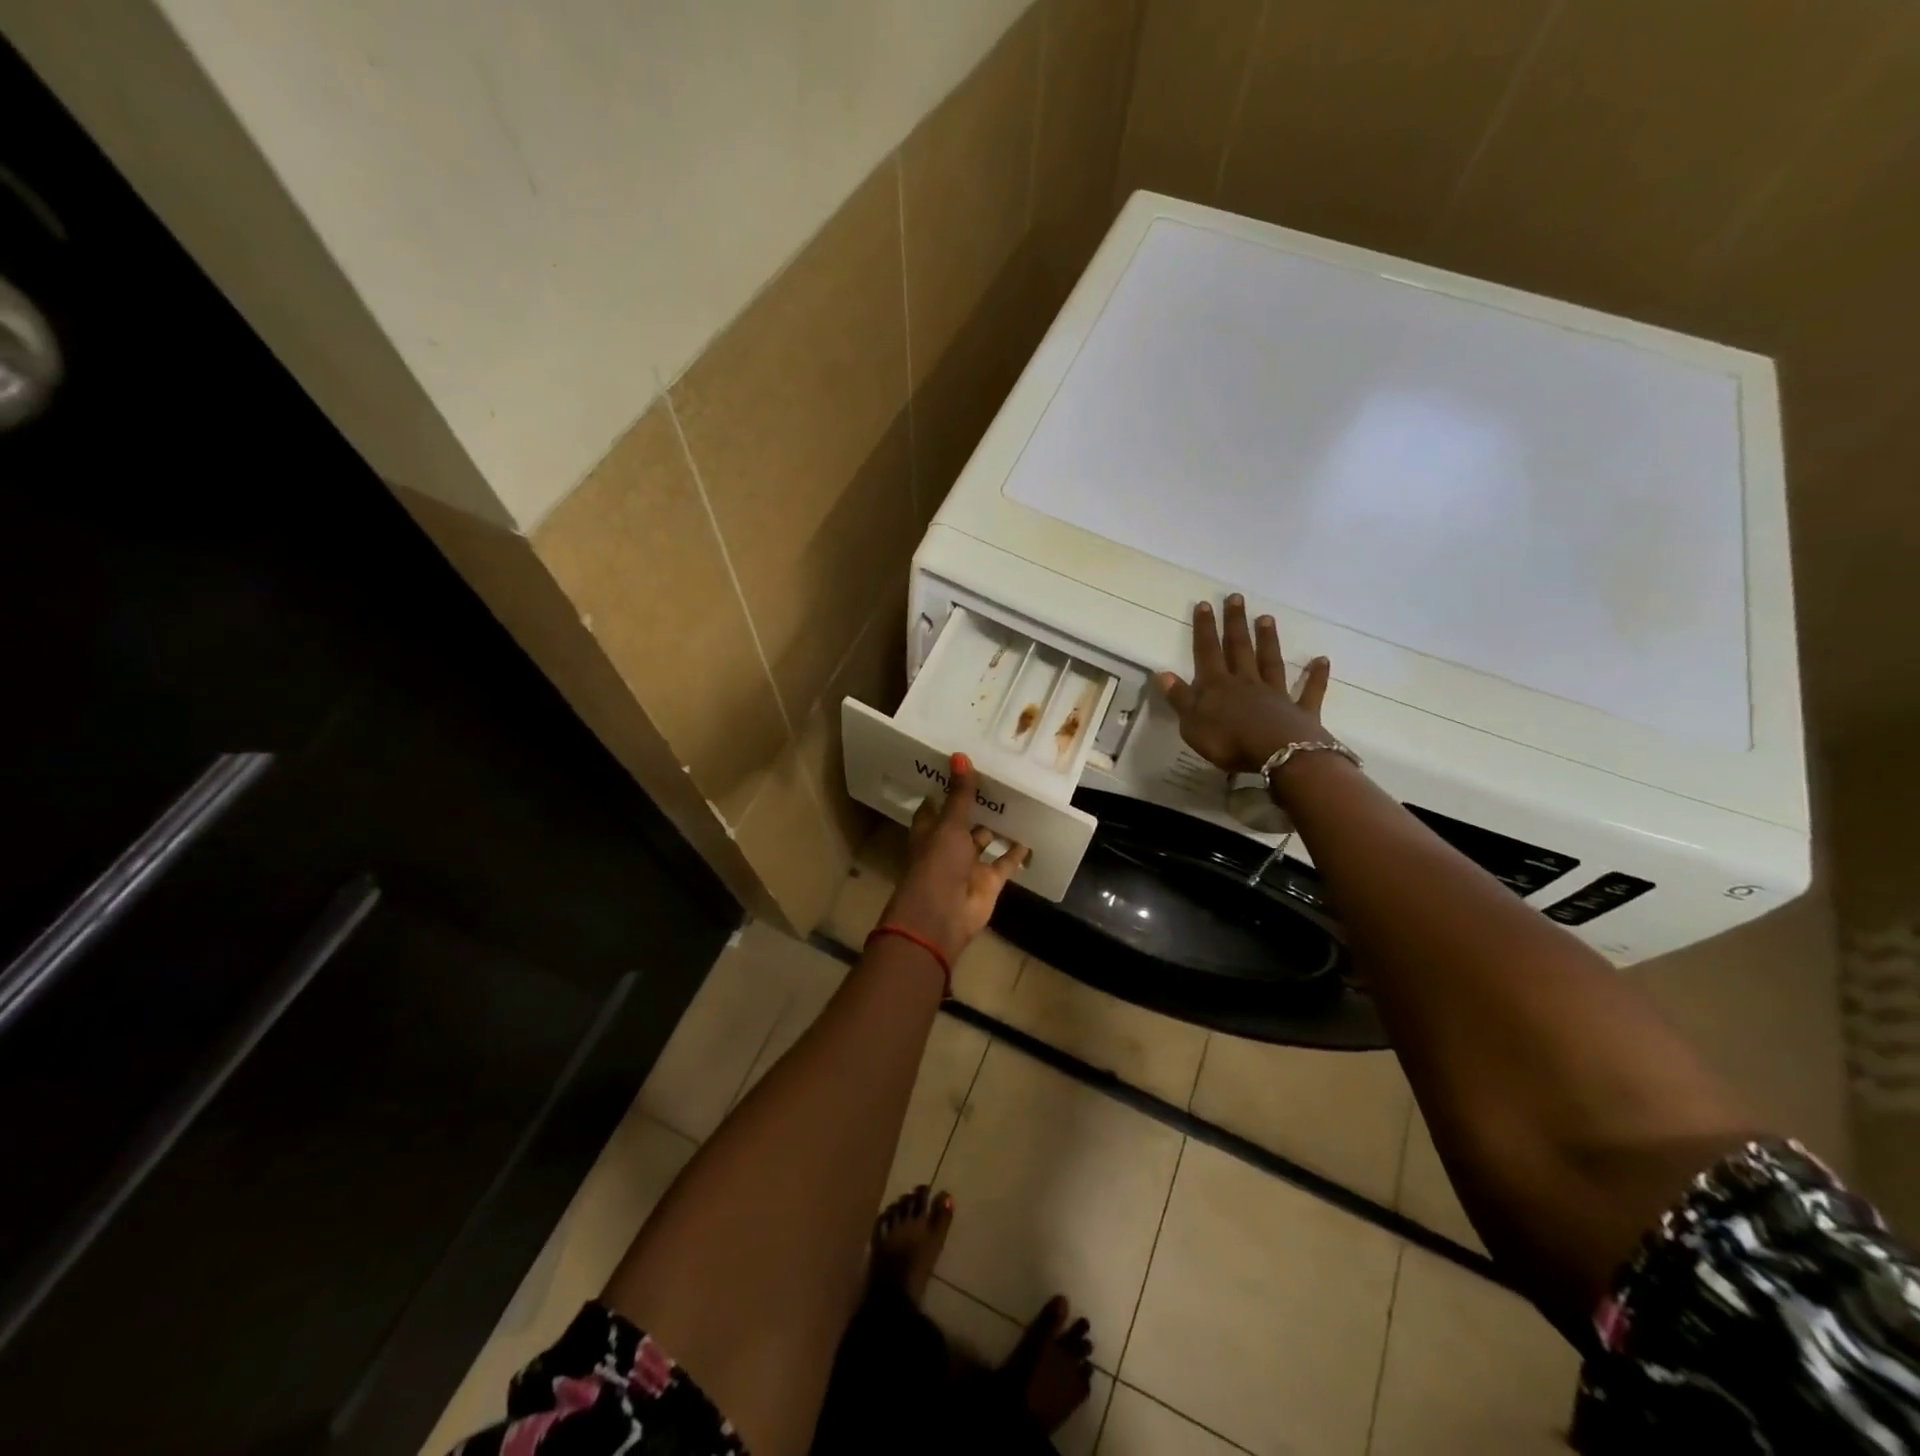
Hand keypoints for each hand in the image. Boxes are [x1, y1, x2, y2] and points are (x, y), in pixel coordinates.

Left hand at [880, 752, 1030, 963]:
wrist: (942, 916)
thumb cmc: (937, 864)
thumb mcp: (949, 824)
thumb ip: (959, 794)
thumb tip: (959, 755)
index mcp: (929, 830)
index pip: (935, 806)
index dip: (945, 789)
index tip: (961, 767)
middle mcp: (947, 846)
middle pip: (962, 821)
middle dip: (976, 805)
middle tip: (997, 777)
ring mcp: (969, 865)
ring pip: (984, 840)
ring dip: (996, 826)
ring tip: (1017, 800)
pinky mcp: (989, 881)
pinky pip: (1005, 862)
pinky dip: (1016, 851)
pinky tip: (1031, 833)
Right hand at [1157, 595, 1332, 773]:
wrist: (1277, 755)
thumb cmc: (1228, 741)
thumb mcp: (1192, 723)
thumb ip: (1180, 698)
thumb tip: (1164, 673)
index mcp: (1217, 687)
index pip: (1207, 652)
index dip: (1204, 629)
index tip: (1204, 604)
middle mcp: (1246, 683)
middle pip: (1239, 649)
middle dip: (1235, 624)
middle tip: (1236, 598)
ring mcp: (1276, 695)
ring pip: (1270, 662)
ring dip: (1268, 640)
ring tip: (1267, 618)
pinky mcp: (1300, 712)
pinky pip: (1309, 691)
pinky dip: (1316, 676)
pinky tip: (1322, 660)